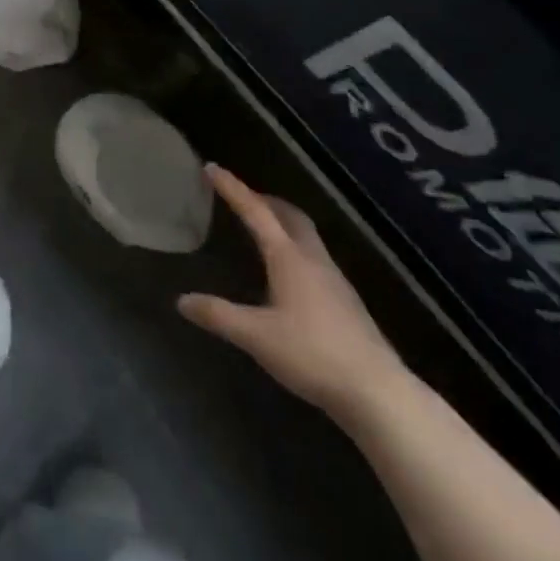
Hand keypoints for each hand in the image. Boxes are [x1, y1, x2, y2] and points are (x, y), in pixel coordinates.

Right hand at [179, 165, 409, 420]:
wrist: (378, 392)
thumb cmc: (312, 355)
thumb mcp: (256, 336)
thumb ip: (219, 315)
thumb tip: (182, 300)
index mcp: (288, 257)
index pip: (255, 212)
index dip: (232, 188)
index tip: (211, 168)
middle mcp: (312, 259)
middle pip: (289, 215)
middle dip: (263, 200)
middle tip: (242, 196)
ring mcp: (334, 279)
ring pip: (305, 235)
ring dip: (282, 222)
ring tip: (262, 228)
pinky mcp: (346, 301)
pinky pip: (315, 257)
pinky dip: (295, 247)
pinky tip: (289, 273)